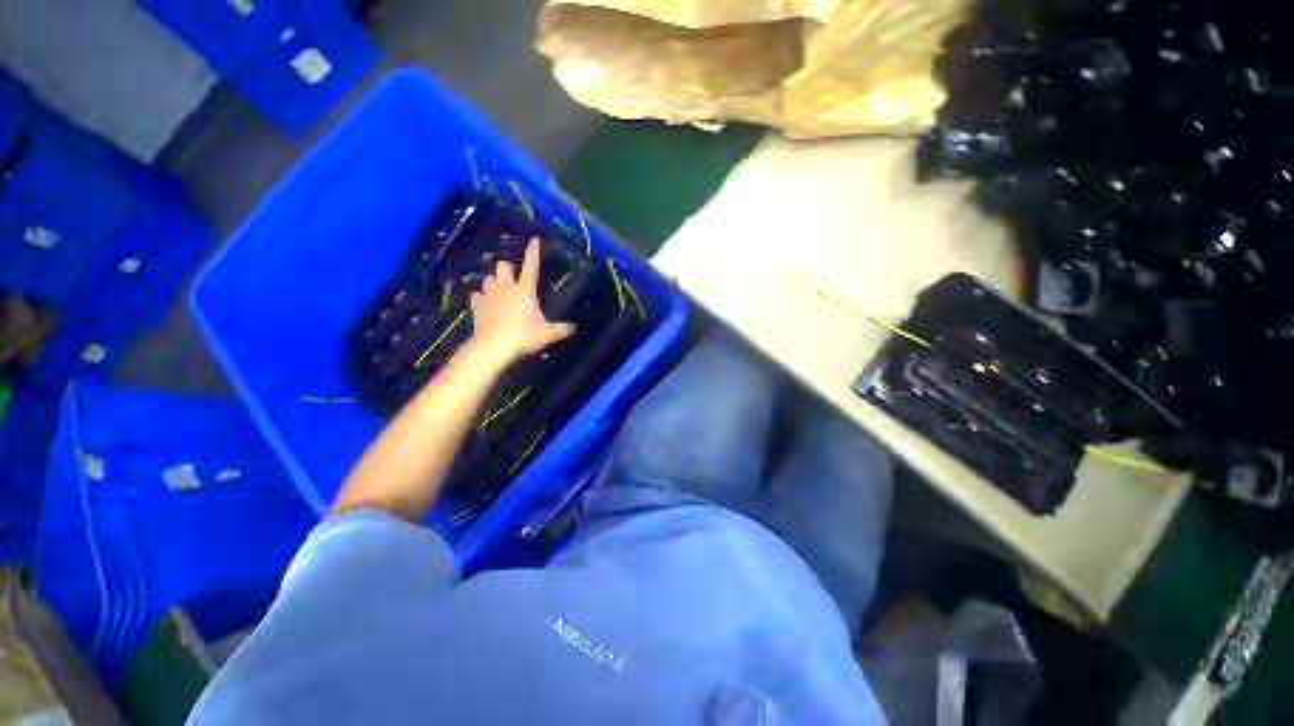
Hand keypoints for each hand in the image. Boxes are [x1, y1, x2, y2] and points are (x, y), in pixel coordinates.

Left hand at [468, 238, 575, 364]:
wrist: (494, 346)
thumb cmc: (524, 335)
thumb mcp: (548, 334)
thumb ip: (561, 329)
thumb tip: (574, 328)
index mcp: (525, 290)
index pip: (531, 266)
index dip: (533, 252)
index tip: (534, 239)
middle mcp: (506, 287)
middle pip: (503, 266)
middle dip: (507, 268)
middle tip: (512, 276)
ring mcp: (489, 296)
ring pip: (488, 279)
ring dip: (494, 282)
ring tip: (498, 289)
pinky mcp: (477, 307)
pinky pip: (477, 296)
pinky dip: (481, 298)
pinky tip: (484, 303)